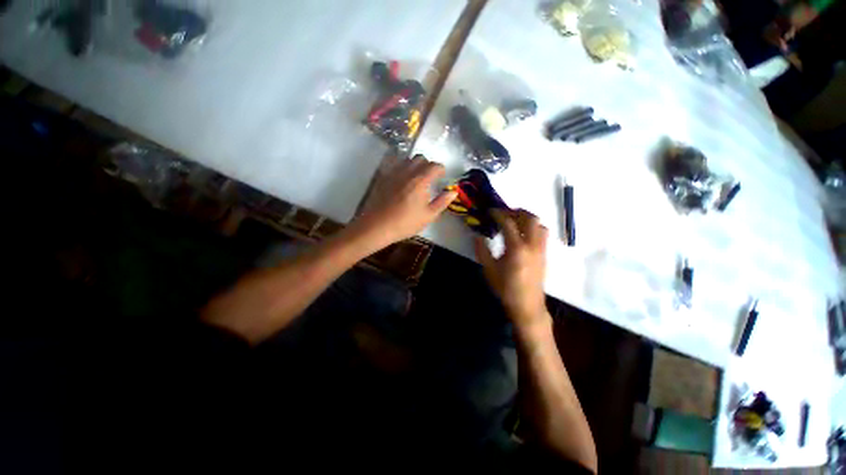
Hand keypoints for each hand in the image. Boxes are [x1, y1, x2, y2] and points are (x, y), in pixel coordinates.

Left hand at [353, 155, 456, 247]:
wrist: (377, 226)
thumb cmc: (405, 223)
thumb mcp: (428, 216)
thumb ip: (442, 202)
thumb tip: (453, 191)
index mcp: (421, 180)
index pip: (435, 166)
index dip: (441, 170)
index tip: (442, 178)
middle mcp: (408, 171)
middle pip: (421, 158)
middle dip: (428, 165)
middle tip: (429, 178)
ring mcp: (393, 173)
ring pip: (407, 160)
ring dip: (415, 165)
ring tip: (416, 178)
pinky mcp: (383, 177)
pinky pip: (395, 165)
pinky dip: (402, 167)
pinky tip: (402, 179)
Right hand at [475, 209, 548, 329]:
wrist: (527, 305)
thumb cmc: (506, 288)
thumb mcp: (489, 270)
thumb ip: (482, 250)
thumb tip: (477, 235)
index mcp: (517, 248)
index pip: (508, 223)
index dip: (498, 213)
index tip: (490, 211)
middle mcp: (532, 245)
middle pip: (530, 217)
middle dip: (516, 211)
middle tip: (504, 214)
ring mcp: (541, 249)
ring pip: (539, 224)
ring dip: (527, 218)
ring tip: (514, 222)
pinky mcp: (545, 254)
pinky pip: (543, 233)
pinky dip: (533, 227)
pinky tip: (523, 234)